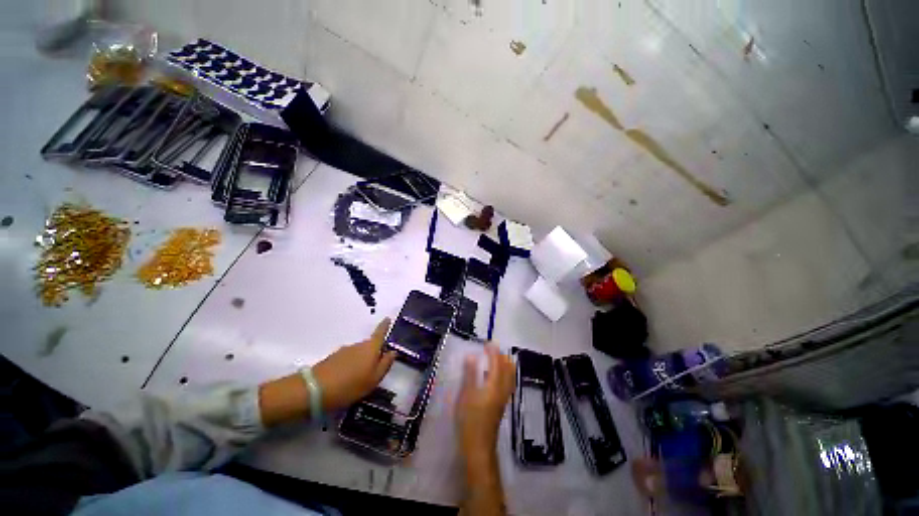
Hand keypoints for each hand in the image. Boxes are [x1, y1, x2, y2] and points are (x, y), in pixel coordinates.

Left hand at [313, 318, 396, 410]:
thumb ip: (385, 364)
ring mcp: (344, 351)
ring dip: (361, 361)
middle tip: (376, 367)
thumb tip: (393, 352)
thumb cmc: (351, 385)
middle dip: (373, 352)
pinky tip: (348, 380)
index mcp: (371, 348)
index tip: (388, 318)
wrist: (314, 390)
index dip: (385, 326)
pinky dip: (351, 366)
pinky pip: (347, 359)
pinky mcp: (332, 359)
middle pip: (369, 345)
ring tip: (361, 378)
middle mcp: (358, 345)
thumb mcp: (374, 379)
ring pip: (358, 353)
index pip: (380, 333)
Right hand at [455, 344, 514, 463]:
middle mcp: (503, 390)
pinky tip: (494, 376)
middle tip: (492, 349)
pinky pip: (507, 383)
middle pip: (508, 369)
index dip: (494, 352)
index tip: (488, 343)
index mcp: (494, 385)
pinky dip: (504, 374)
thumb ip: (470, 374)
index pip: (497, 363)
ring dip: (504, 365)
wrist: (479, 447)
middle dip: (502, 357)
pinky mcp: (501, 405)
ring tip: (496, 358)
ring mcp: (504, 398)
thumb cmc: (470, 420)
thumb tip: (472, 355)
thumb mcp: (466, 394)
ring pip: (509, 376)